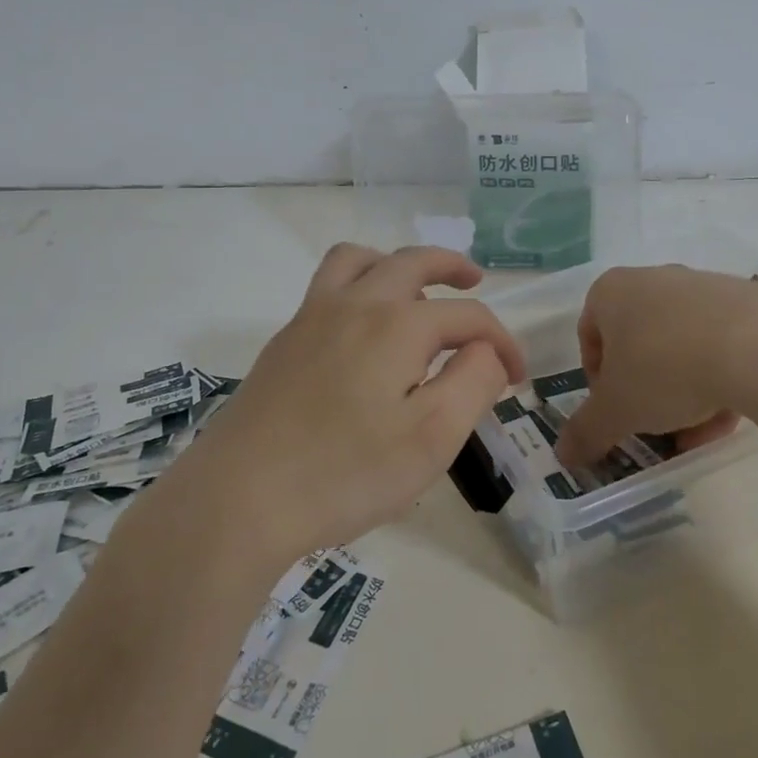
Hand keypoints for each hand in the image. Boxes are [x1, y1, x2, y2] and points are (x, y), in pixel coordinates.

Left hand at [187, 244, 526, 563]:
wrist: (240, 496)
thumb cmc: (346, 472)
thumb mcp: (433, 436)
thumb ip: (474, 382)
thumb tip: (487, 350)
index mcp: (398, 324)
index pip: (468, 315)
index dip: (502, 341)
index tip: (518, 378)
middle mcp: (355, 304)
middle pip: (411, 262)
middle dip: (451, 267)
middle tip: (475, 279)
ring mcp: (311, 318)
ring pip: (358, 261)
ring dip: (394, 263)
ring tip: (413, 288)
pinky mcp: (284, 342)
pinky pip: (327, 287)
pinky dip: (358, 287)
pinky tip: (362, 331)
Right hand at [552, 264, 757, 466]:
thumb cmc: (664, 367)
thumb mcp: (617, 409)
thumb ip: (587, 431)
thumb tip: (563, 455)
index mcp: (612, 292)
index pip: (590, 335)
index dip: (597, 380)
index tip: (614, 410)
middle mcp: (653, 280)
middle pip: (639, 344)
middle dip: (644, 392)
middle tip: (654, 426)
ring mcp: (702, 288)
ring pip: (681, 348)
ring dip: (683, 393)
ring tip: (696, 433)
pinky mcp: (747, 302)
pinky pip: (721, 345)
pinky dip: (719, 380)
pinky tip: (729, 416)